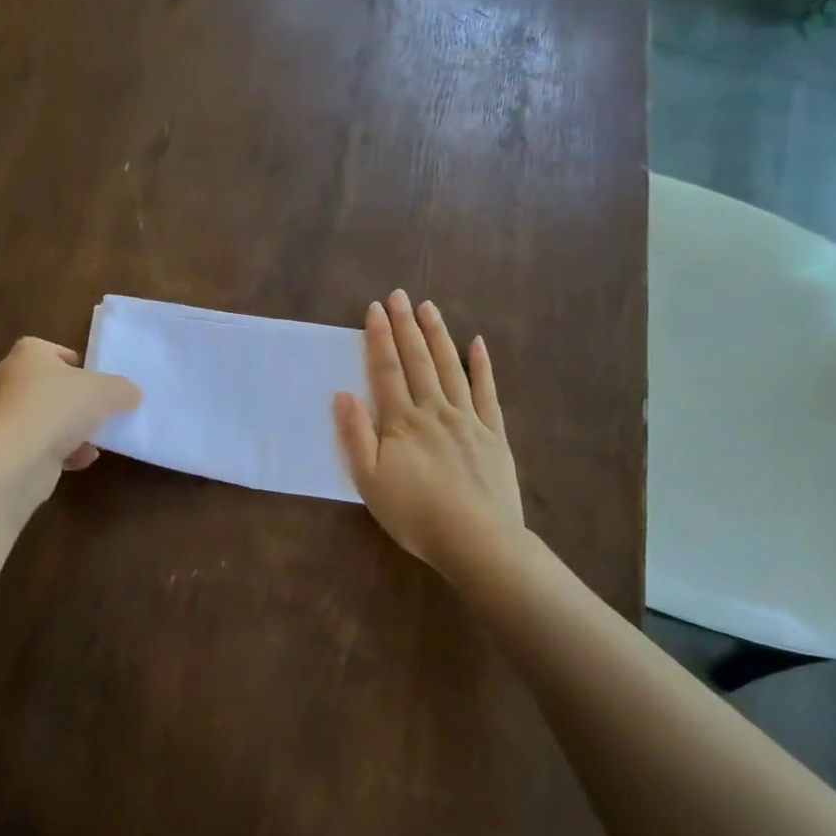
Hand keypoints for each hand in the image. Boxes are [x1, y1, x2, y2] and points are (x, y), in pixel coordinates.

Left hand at [0, 336, 141, 501]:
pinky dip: (63, 452)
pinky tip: (83, 459)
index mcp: (28, 355)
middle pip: (50, 386)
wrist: (14, 459)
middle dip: (76, 399)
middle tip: (102, 409)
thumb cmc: (57, 408)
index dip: (74, 362)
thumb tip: (132, 394)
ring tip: (98, 438)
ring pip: (47, 418)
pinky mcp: (7, 450)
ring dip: (72, 429)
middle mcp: (10, 381)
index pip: (50, 349)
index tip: (95, 378)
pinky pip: (41, 446)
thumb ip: (122, 389)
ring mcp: (5, 418)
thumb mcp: (105, 391)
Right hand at [334, 290, 527, 581]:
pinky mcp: (493, 433)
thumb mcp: (369, 481)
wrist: (476, 540)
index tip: (374, 309)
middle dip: (406, 326)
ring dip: (438, 335)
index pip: (387, 370)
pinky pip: (487, 392)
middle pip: (418, 360)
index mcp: (402, 422)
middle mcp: (434, 410)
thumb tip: (342, 394)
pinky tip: (478, 344)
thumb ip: (355, 436)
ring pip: (451, 368)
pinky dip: (482, 366)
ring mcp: (468, 419)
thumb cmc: (414, 515)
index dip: (379, 338)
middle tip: (399, 295)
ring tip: (429, 308)